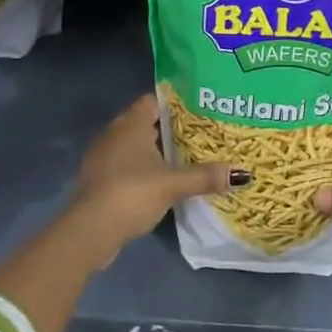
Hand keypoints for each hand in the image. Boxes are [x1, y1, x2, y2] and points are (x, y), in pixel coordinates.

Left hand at [64, 94, 243, 266]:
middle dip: (170, 127)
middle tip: (200, 132)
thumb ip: (205, 177)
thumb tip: (243, 173)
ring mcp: (104, 157)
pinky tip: (162, 180)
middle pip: (146, 122)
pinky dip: (143, 168)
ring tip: (186, 155)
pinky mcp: (100, 180)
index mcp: (131, 124)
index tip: (200, 107)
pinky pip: (127, 165)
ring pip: (135, 145)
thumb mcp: (172, 184)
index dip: (176, 102)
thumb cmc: (130, 193)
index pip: (154, 100)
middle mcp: (115, 134)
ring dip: (155, 150)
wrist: (88, 231)